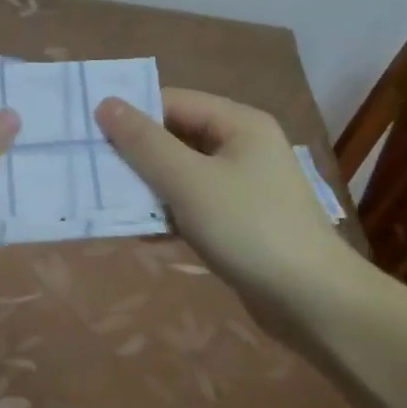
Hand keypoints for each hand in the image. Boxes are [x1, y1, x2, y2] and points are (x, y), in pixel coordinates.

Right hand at [95, 88, 369, 331]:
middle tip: (92, 169)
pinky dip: (167, 214)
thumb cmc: (249, 228)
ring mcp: (242, 186)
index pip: (171, 102)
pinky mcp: (239, 222)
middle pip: (175, 137)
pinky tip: (140, 234)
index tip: (90, 135)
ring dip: (146, 188)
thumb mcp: (188, 181)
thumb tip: (105, 103)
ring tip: (107, 201)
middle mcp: (242, 147)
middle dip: (135, 155)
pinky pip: (192, 205)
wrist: (315, 305)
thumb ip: (143, 142)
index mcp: (238, 124)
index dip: (131, 115)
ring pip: (180, 174)